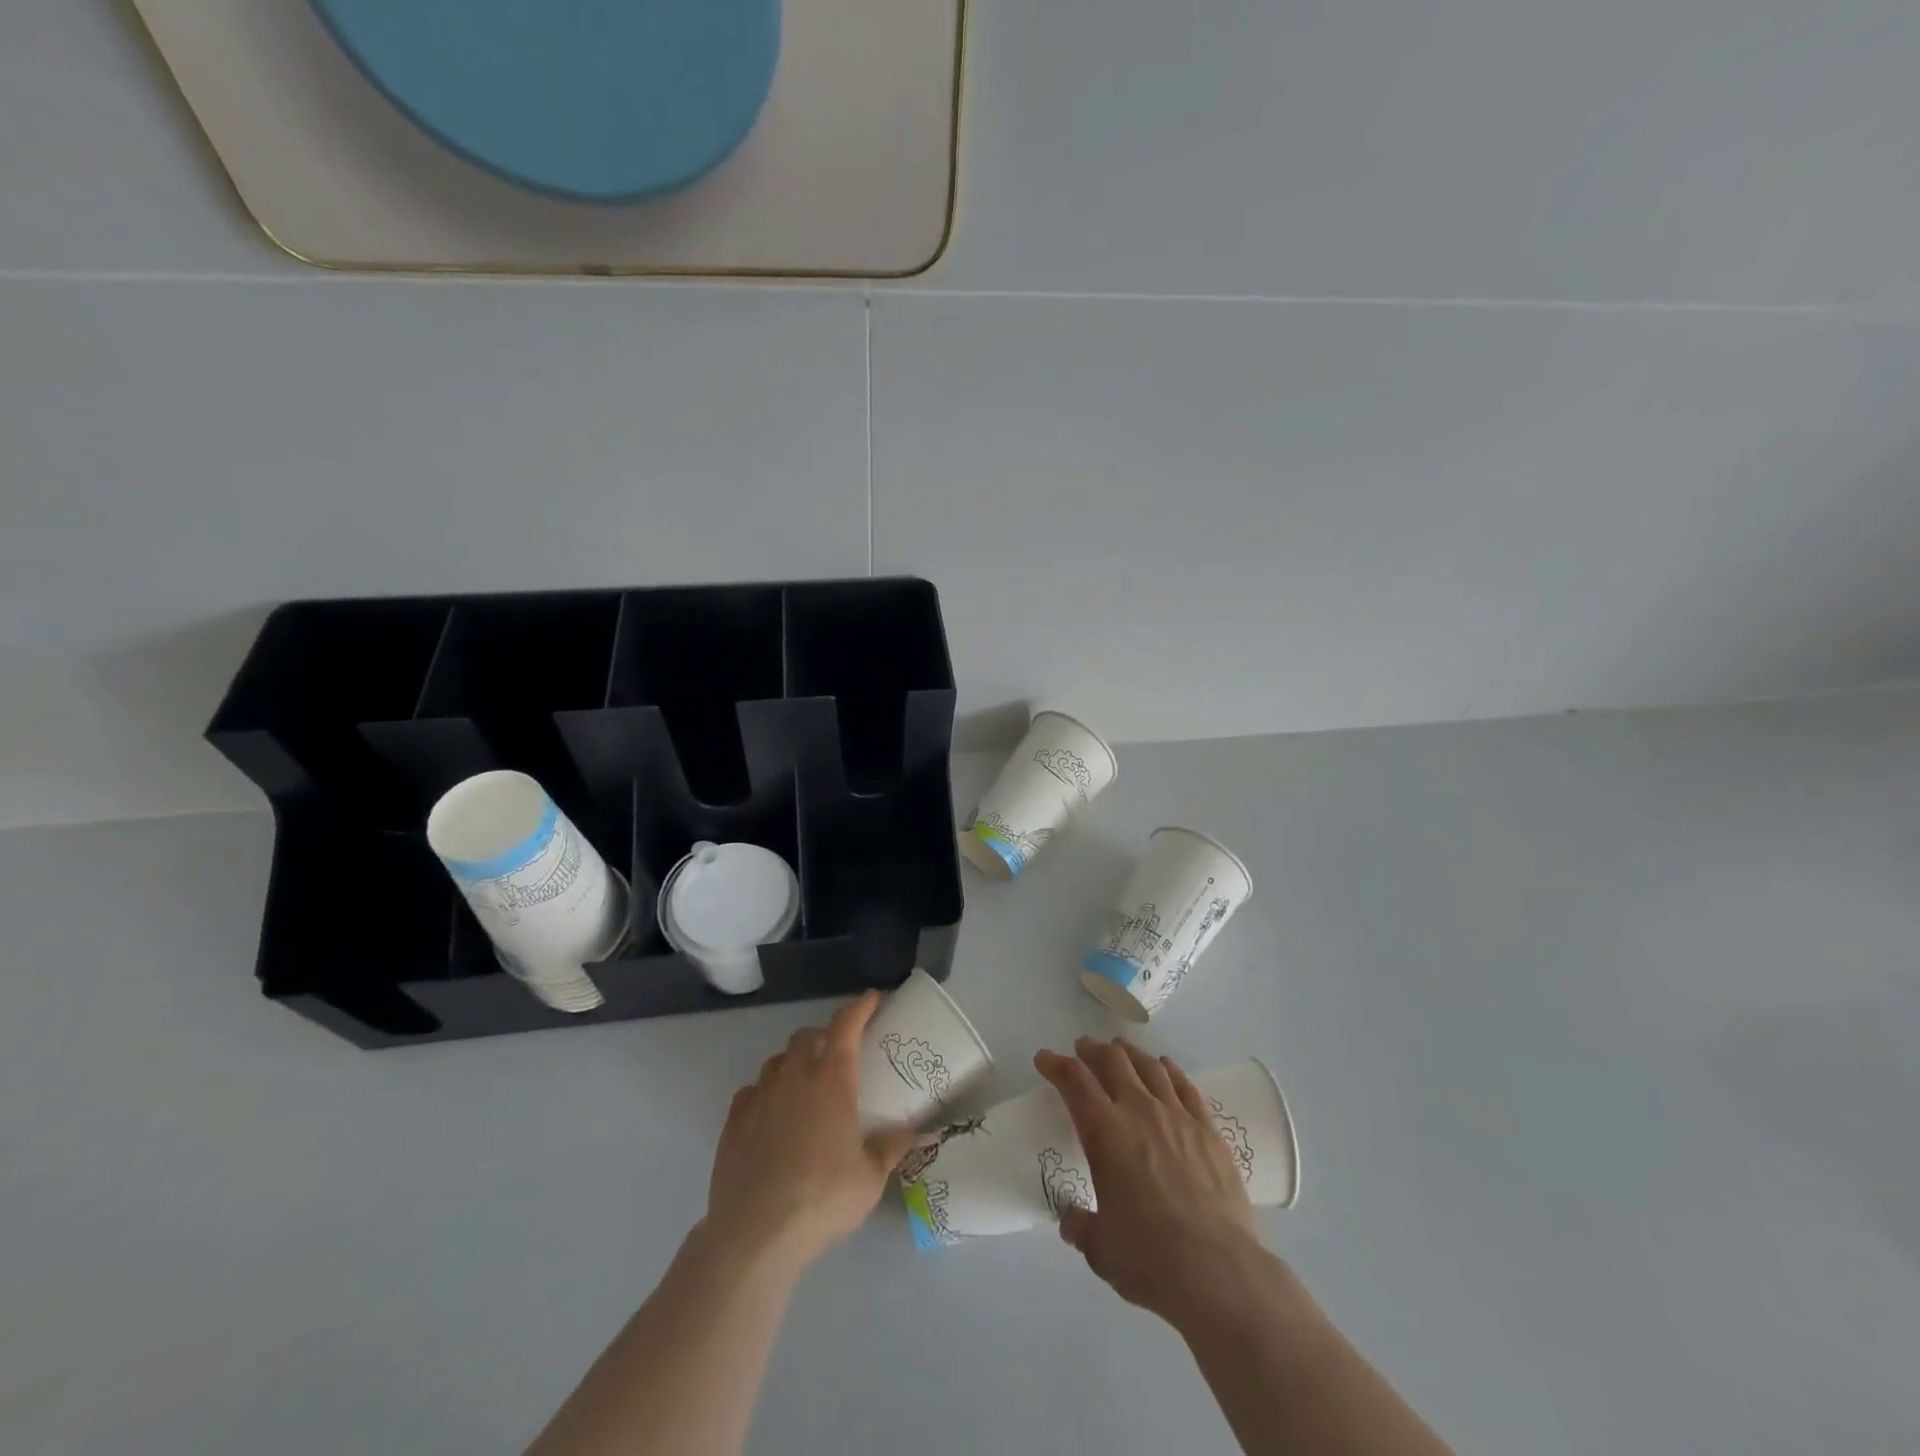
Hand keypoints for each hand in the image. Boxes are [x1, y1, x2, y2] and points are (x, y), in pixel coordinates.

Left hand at [705, 992, 921, 1269]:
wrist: (755, 1232)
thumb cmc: (822, 1198)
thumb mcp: (870, 1178)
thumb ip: (891, 1148)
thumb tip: (916, 1133)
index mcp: (832, 1079)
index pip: (846, 1024)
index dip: (860, 1007)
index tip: (872, 998)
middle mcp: (794, 1075)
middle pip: (807, 1036)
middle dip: (823, 1037)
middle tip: (837, 1056)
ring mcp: (760, 1095)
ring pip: (777, 1061)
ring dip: (793, 1064)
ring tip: (804, 1087)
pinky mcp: (733, 1120)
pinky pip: (752, 1091)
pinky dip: (765, 1093)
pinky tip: (771, 1115)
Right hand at [1035, 1037, 1264, 1327]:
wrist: (1218, 1272)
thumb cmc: (1149, 1259)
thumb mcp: (1100, 1248)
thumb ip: (1081, 1226)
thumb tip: (1071, 1219)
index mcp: (1105, 1133)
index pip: (1074, 1081)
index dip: (1055, 1064)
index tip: (1044, 1059)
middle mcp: (1139, 1111)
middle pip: (1112, 1061)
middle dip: (1092, 1050)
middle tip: (1083, 1049)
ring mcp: (1177, 1116)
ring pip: (1149, 1066)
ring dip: (1129, 1053)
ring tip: (1120, 1050)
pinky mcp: (1208, 1130)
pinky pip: (1185, 1085)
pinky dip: (1169, 1070)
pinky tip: (1165, 1067)